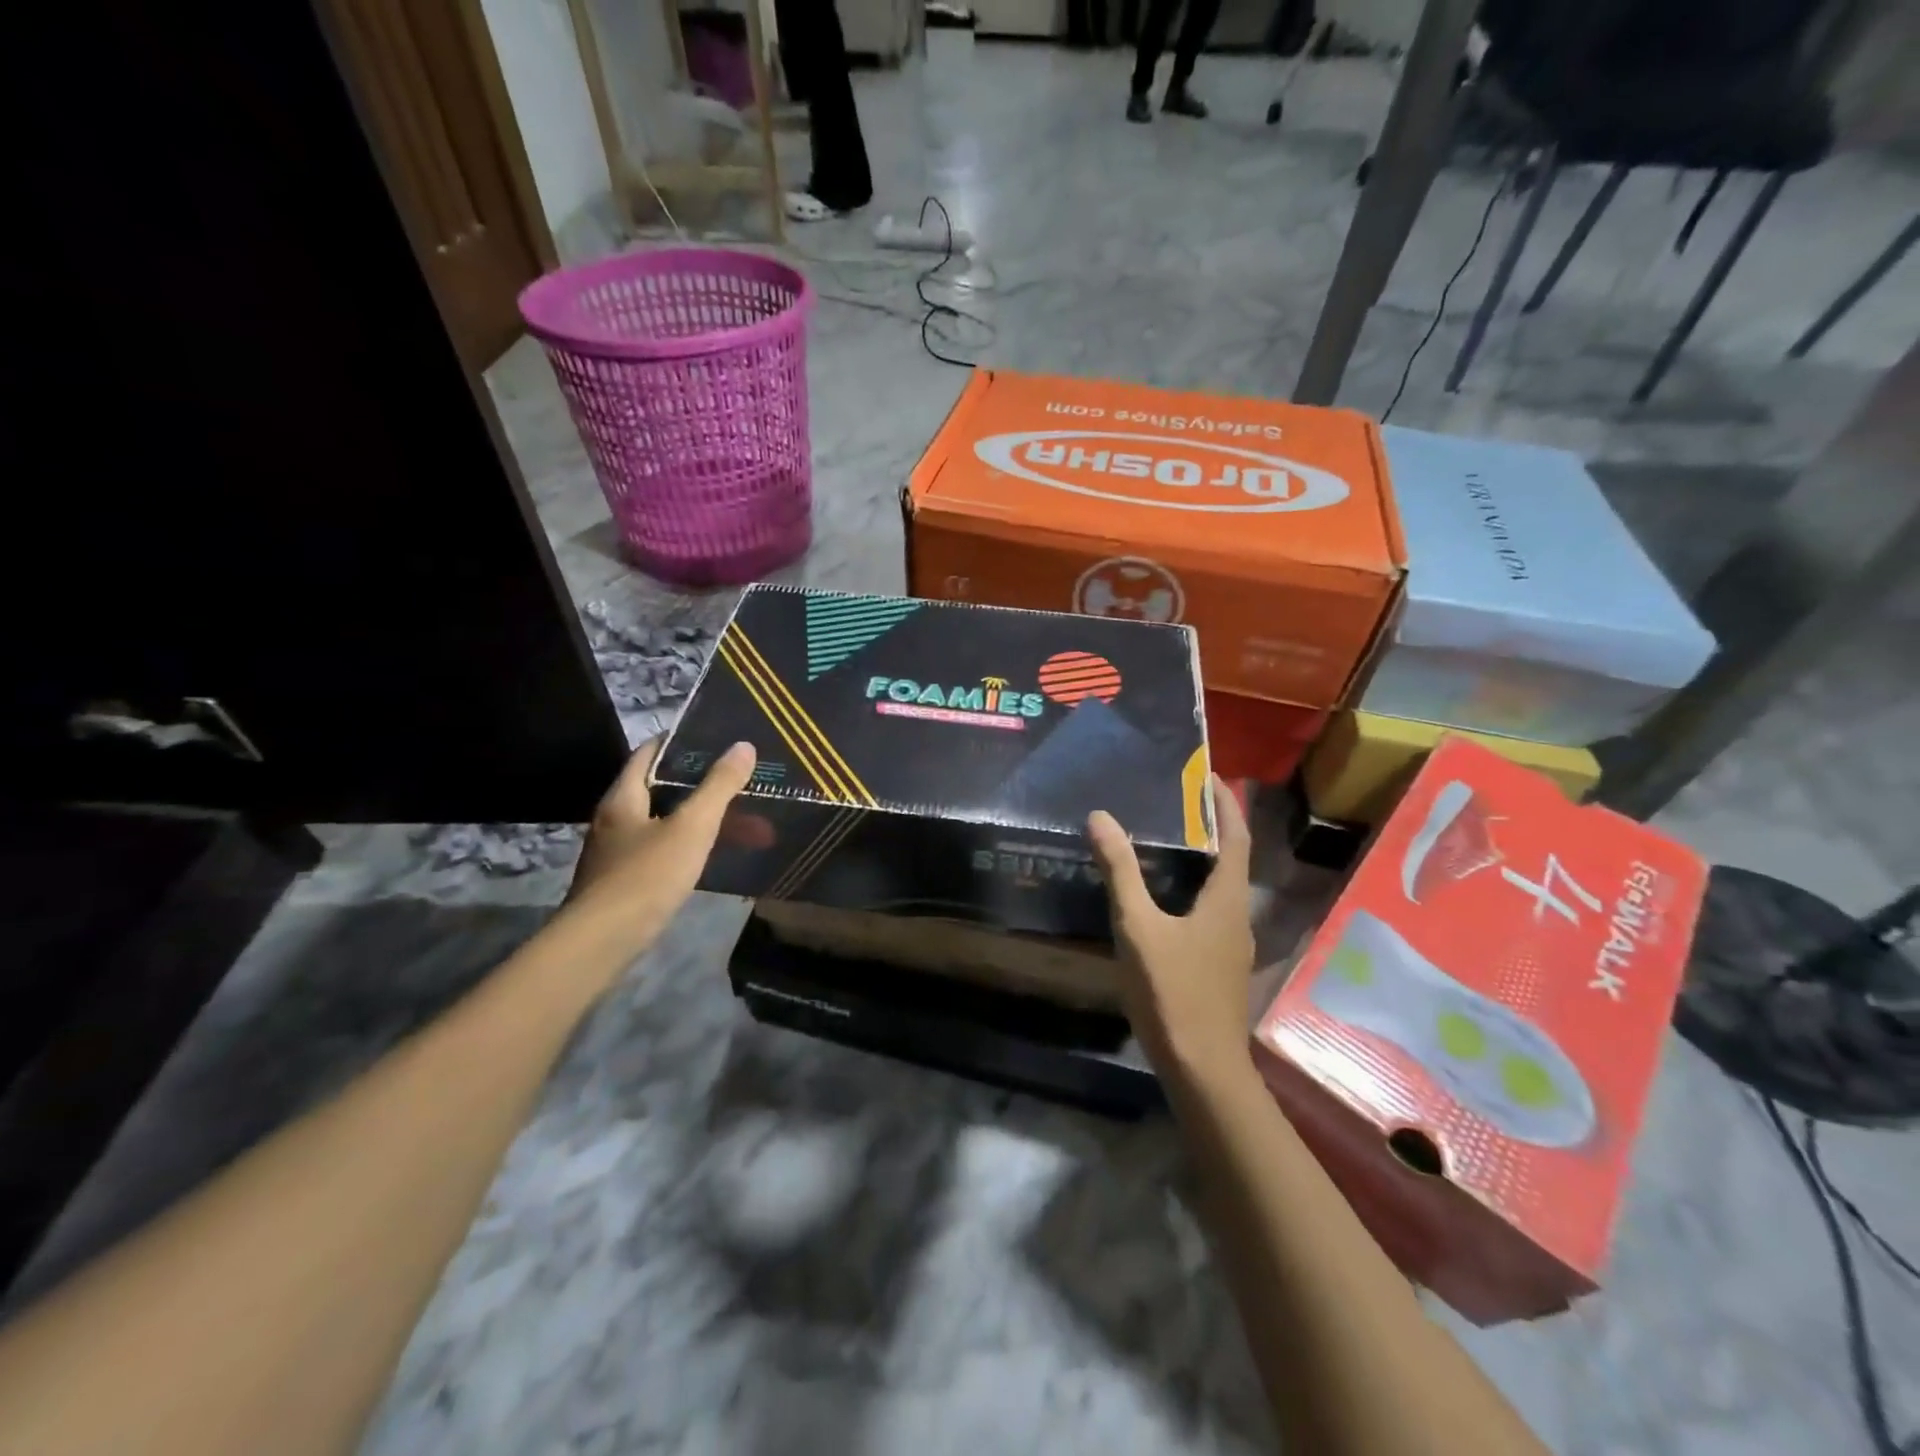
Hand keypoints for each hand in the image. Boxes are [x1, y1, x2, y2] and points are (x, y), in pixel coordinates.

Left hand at [564, 736, 757, 949]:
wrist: (602, 942)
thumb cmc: (646, 875)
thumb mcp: (692, 826)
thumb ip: (718, 786)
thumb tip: (744, 746)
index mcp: (623, 797)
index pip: (647, 753)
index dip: (678, 742)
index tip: (713, 739)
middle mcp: (613, 819)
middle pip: (656, 787)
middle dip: (696, 783)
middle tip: (734, 780)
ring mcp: (615, 852)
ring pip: (660, 821)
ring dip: (694, 817)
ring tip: (735, 819)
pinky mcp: (622, 881)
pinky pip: (659, 849)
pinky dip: (686, 844)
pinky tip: (709, 855)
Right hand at [1087, 774, 1254, 1075]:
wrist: (1202, 1067)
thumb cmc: (1173, 991)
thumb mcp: (1139, 927)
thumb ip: (1120, 872)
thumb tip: (1100, 817)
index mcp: (1228, 899)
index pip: (1237, 838)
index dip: (1227, 805)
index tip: (1210, 776)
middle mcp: (1238, 916)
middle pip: (1232, 860)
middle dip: (1213, 828)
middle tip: (1178, 802)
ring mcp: (1232, 944)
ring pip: (1222, 888)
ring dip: (1204, 859)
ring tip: (1168, 841)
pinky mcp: (1220, 964)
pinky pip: (1211, 911)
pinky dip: (1195, 889)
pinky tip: (1164, 898)